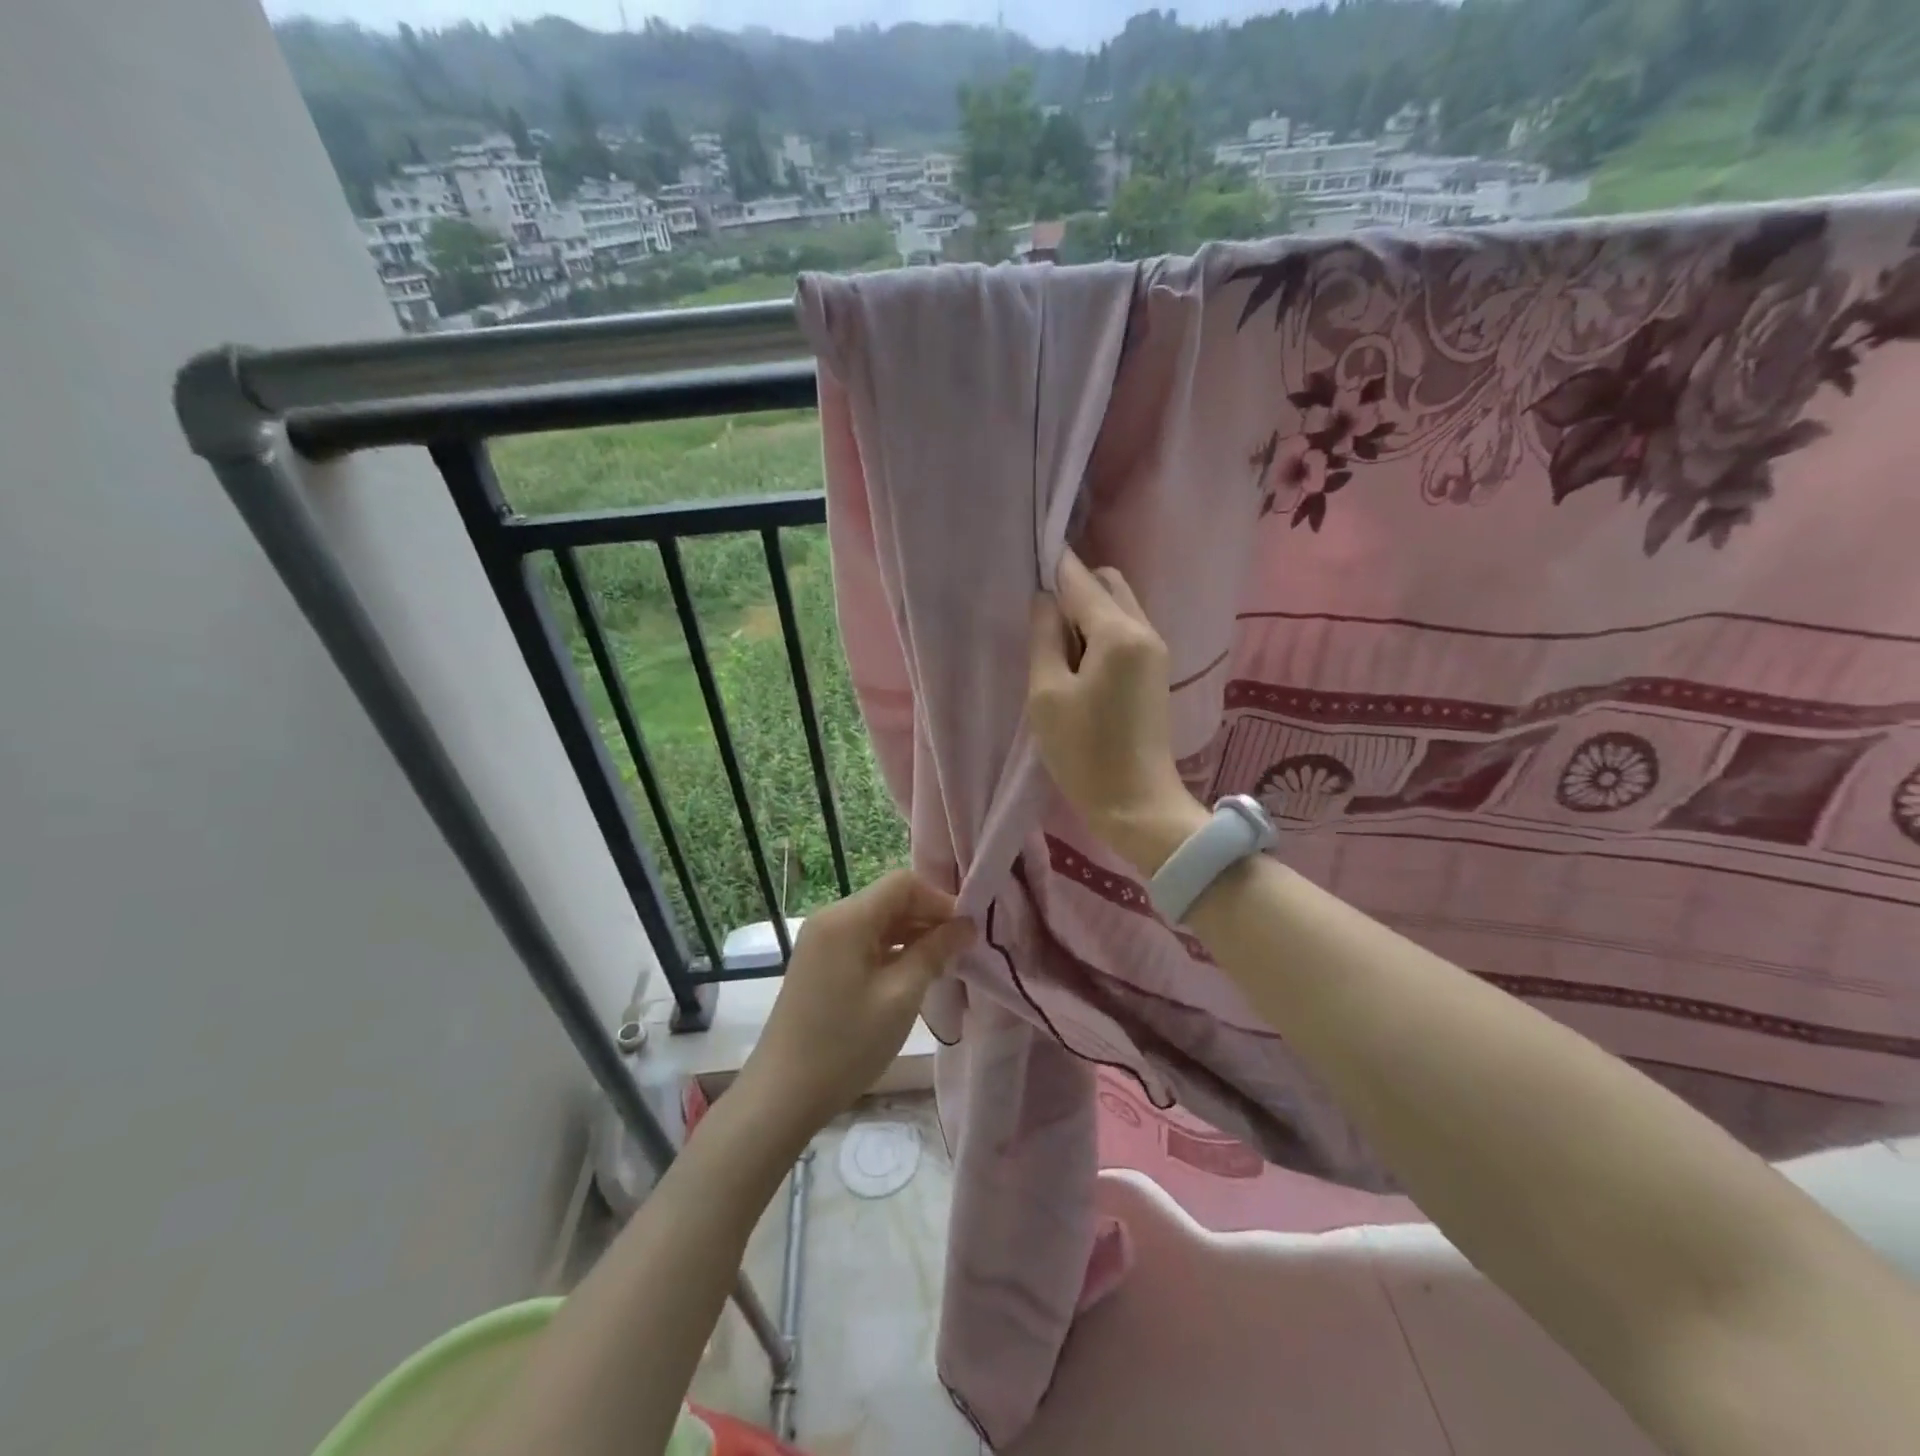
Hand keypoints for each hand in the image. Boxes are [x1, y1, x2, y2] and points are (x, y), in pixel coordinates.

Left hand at [734, 871, 973, 1137]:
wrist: (782, 1095)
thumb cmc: (847, 1045)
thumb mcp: (900, 997)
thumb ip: (935, 952)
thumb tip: (966, 925)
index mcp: (847, 918)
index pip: (903, 883)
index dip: (939, 900)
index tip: (967, 931)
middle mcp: (831, 918)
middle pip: (890, 900)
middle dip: (928, 918)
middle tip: (960, 951)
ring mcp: (821, 940)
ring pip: (878, 921)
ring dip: (911, 936)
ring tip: (942, 966)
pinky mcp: (819, 962)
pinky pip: (863, 941)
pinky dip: (891, 951)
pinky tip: (911, 977)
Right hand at [1029, 550, 1206, 874]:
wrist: (1137, 804)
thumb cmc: (1084, 753)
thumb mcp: (1047, 694)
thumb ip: (1045, 638)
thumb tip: (1045, 600)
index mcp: (1118, 633)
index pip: (1080, 579)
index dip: (1053, 566)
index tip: (1026, 560)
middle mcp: (1144, 630)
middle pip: (1108, 583)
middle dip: (1074, 587)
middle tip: (1040, 621)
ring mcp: (1155, 650)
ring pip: (1118, 606)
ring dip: (1087, 612)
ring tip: (1055, 647)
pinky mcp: (1155, 670)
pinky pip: (1124, 631)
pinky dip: (1099, 632)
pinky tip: (1077, 662)